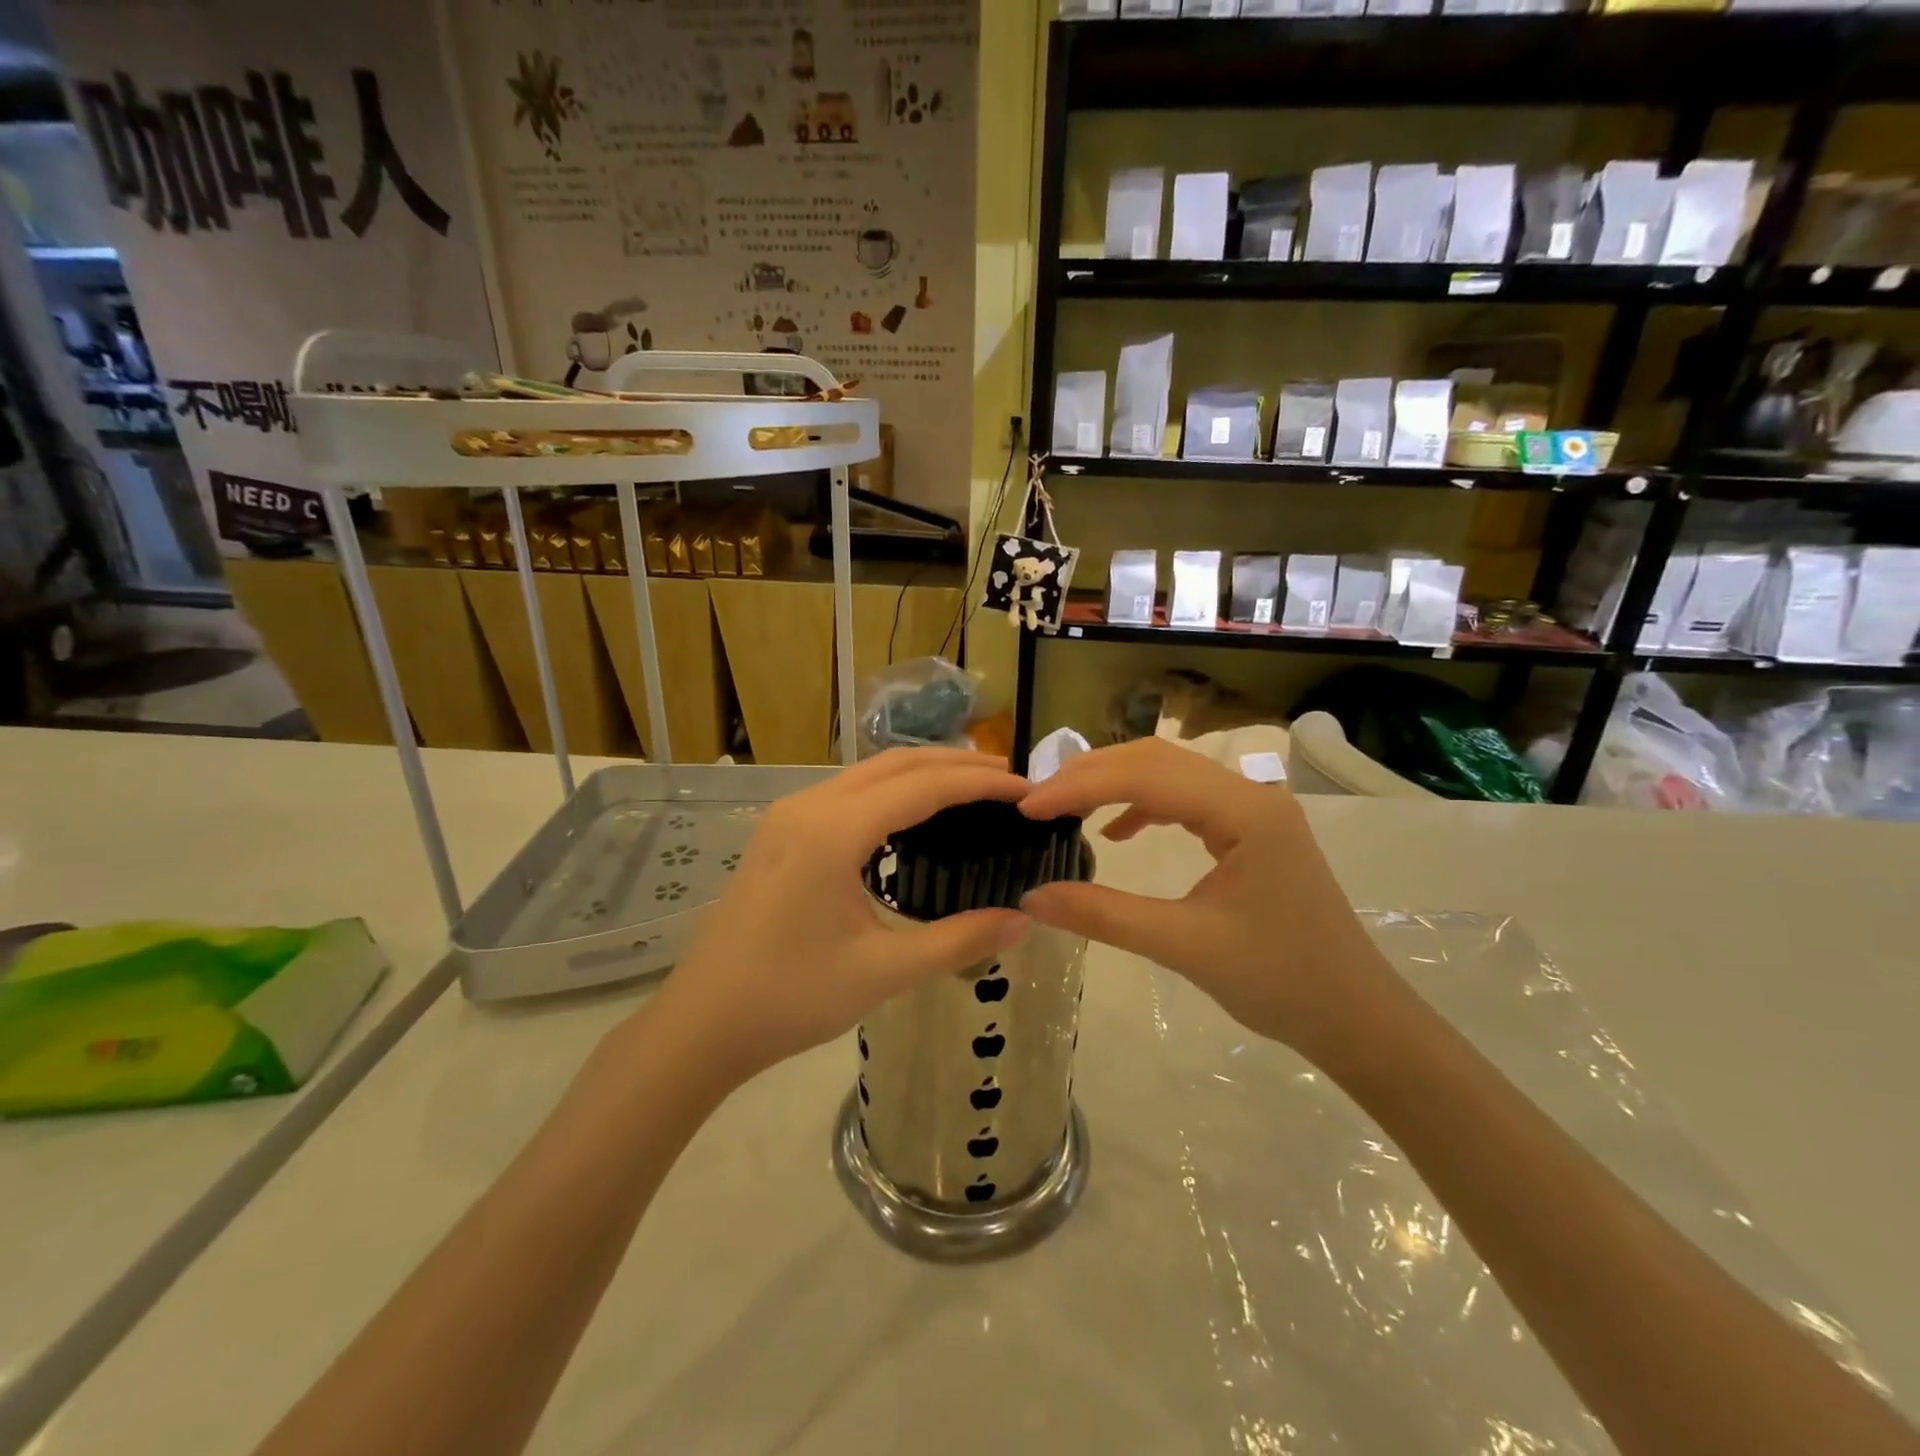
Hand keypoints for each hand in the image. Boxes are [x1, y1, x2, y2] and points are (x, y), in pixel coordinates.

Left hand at [649, 749, 1031, 1085]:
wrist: (702, 1023)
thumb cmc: (791, 998)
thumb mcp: (883, 972)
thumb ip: (959, 940)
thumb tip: (1024, 920)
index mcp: (833, 831)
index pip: (923, 786)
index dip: (980, 782)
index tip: (1026, 787)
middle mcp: (809, 806)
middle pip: (895, 764)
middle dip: (956, 764)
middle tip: (1008, 778)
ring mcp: (788, 815)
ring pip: (868, 773)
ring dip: (922, 772)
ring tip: (971, 788)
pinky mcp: (780, 832)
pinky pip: (847, 792)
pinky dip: (891, 790)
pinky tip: (913, 815)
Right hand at [1016, 738, 1399, 1056]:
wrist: (1356, 1017)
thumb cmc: (1280, 981)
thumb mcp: (1184, 947)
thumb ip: (1104, 915)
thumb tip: (1031, 897)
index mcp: (1244, 811)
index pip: (1145, 776)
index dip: (1080, 786)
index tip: (1027, 807)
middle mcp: (1250, 793)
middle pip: (1155, 759)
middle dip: (1090, 774)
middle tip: (1037, 801)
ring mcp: (1254, 809)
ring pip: (1169, 773)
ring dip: (1114, 783)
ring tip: (1065, 808)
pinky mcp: (1251, 829)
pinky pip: (1186, 798)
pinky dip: (1143, 805)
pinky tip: (1117, 832)